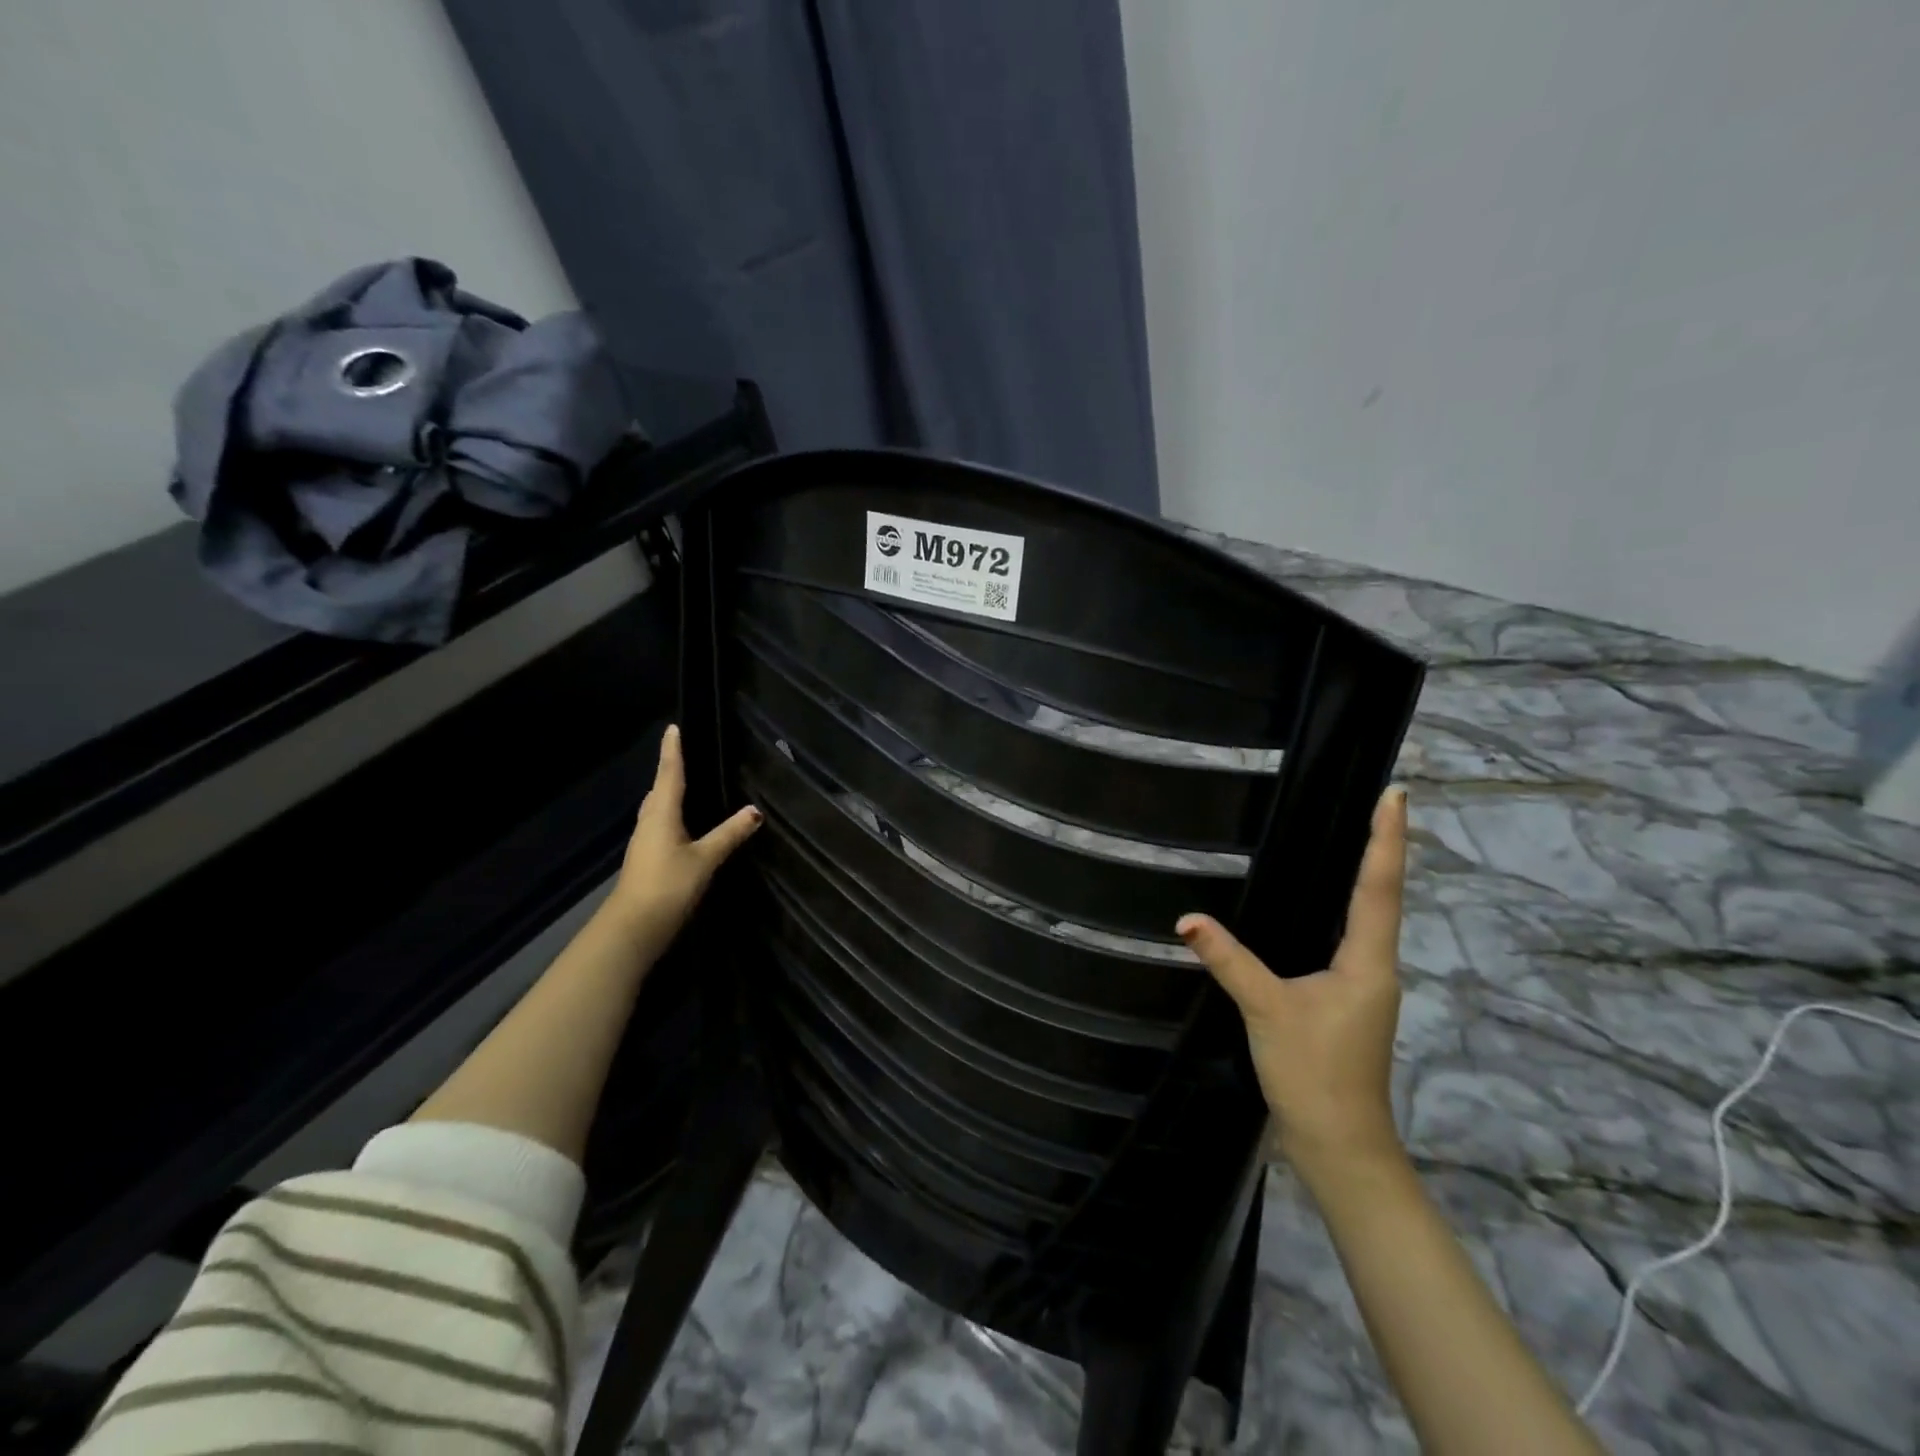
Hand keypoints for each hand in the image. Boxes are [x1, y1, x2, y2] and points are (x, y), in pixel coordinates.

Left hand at [604, 724, 761, 953]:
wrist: (633, 928)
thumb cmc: (667, 886)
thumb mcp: (704, 859)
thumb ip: (729, 834)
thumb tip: (755, 810)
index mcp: (661, 814)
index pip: (669, 774)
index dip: (673, 751)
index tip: (673, 728)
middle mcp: (649, 822)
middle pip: (659, 789)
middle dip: (669, 770)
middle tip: (682, 753)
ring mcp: (645, 842)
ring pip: (656, 808)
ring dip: (667, 793)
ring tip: (684, 783)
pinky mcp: (646, 859)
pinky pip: (659, 825)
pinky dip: (669, 814)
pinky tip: (681, 823)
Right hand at [1177, 786, 1408, 1174]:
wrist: (1339, 1144)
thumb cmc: (1315, 1073)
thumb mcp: (1268, 1010)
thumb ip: (1229, 960)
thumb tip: (1187, 919)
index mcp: (1368, 962)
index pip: (1378, 887)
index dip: (1387, 838)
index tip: (1396, 793)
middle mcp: (1375, 967)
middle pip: (1381, 895)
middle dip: (1381, 847)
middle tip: (1375, 800)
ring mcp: (1363, 986)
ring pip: (1366, 919)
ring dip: (1365, 877)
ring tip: (1351, 835)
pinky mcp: (1345, 1001)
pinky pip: (1346, 939)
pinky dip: (1341, 908)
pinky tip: (1316, 904)